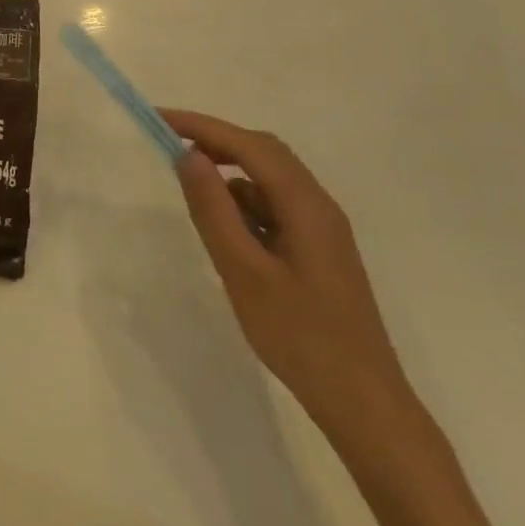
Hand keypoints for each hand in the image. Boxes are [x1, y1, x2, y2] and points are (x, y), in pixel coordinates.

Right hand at [163, 108, 418, 444]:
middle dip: (216, 142)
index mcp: (305, 204)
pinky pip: (276, 208)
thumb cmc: (300, 337)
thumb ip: (213, 210)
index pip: (248, 145)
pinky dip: (245, 204)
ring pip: (270, 180)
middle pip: (264, 152)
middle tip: (171, 147)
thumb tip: (188, 156)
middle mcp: (318, 206)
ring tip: (194, 193)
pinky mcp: (319, 252)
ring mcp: (322, 230)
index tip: (159, 119)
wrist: (365, 406)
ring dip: (231, 174)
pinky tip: (228, 231)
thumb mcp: (243, 271)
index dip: (201, 126)